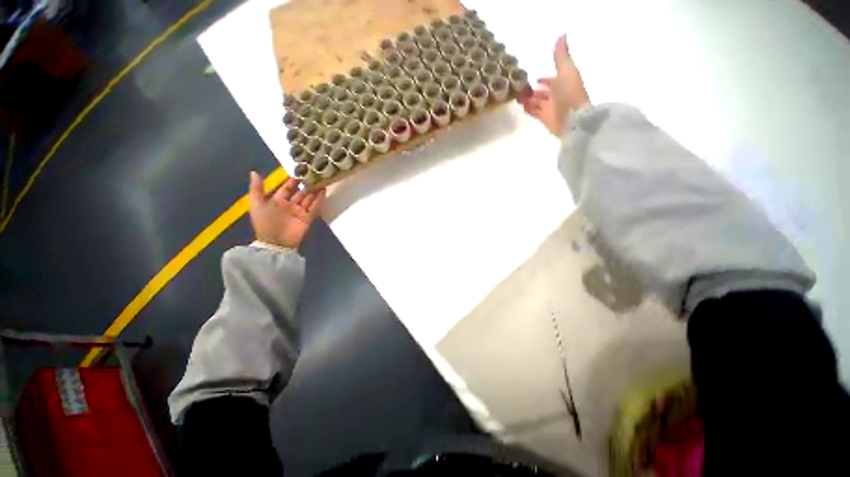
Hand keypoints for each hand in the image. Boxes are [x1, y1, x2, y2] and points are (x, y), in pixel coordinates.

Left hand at [248, 172, 324, 248]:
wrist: (276, 242)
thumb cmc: (265, 223)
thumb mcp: (256, 205)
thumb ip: (256, 189)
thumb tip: (254, 172)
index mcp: (277, 201)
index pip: (286, 188)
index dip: (291, 181)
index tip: (298, 172)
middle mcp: (290, 205)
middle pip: (299, 193)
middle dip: (306, 185)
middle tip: (313, 174)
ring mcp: (300, 211)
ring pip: (308, 198)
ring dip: (314, 190)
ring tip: (321, 180)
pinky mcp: (308, 217)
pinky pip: (315, 207)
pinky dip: (319, 200)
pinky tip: (323, 191)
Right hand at [519, 35, 590, 136]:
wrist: (572, 119)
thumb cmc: (569, 93)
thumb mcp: (566, 71)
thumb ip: (561, 56)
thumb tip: (562, 35)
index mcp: (564, 82)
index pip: (552, 80)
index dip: (544, 79)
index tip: (534, 78)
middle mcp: (557, 95)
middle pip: (543, 92)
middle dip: (533, 90)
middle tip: (520, 89)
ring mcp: (551, 108)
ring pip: (537, 102)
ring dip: (529, 99)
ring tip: (517, 97)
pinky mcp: (545, 119)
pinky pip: (535, 113)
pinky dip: (529, 109)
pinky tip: (522, 107)